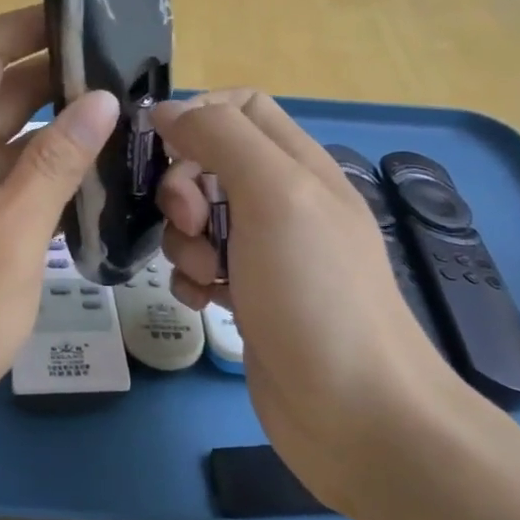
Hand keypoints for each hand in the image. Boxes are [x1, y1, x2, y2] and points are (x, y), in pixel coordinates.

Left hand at [0, 7, 118, 452]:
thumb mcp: (9, 241)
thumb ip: (55, 166)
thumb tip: (99, 98)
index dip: (34, 22)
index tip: (94, 17)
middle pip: (0, 90)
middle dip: (60, 76)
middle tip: (133, 79)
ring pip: (4, 137)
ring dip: (56, 128)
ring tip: (126, 125)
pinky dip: (40, 173)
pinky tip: (90, 183)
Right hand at [153, 91, 466, 513]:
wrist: (355, 413)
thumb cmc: (315, 293)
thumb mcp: (274, 195)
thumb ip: (222, 138)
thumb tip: (168, 110)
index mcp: (298, 165)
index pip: (240, 106)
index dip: (197, 116)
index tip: (164, 150)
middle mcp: (283, 202)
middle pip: (209, 163)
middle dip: (183, 188)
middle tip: (190, 223)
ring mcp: (267, 254)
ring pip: (198, 219)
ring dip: (184, 240)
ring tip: (206, 275)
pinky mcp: (250, 297)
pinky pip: (201, 268)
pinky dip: (192, 279)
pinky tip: (204, 303)